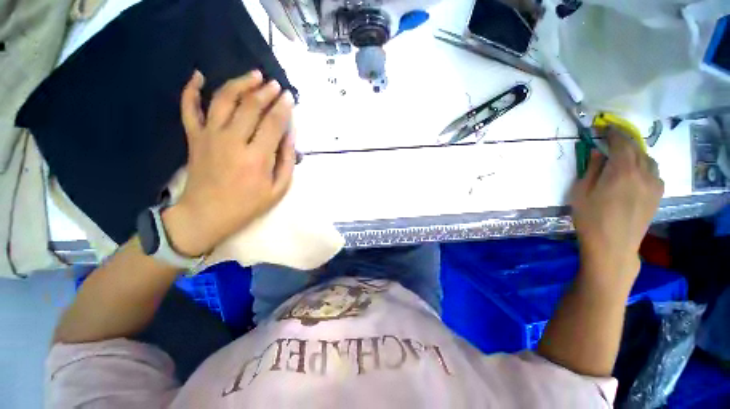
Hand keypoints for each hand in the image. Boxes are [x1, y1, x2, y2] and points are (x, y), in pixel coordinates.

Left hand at [163, 70, 295, 256]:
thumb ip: (287, 161)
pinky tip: (198, 76)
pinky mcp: (193, 137)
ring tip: (253, 75)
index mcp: (257, 158)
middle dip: (266, 92)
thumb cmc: (247, 205)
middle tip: (276, 85)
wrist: (206, 215)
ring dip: (240, 83)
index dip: (283, 108)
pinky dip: (191, 89)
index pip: (273, 123)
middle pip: (250, 106)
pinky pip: (188, 108)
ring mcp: (209, 136)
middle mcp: (232, 141)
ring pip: (223, 100)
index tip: (290, 97)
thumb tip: (290, 134)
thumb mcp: (278, 189)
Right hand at [570, 128, 663, 290]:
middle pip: (637, 148)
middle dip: (625, 140)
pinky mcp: (657, 195)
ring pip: (648, 160)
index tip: (604, 127)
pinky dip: (645, 166)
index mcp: (622, 170)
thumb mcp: (581, 192)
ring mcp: (653, 184)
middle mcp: (643, 173)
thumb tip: (598, 153)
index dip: (613, 132)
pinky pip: (654, 173)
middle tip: (612, 138)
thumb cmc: (590, 218)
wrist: (613, 245)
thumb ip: (591, 169)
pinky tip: (636, 173)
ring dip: (636, 153)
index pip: (621, 142)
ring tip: (625, 155)